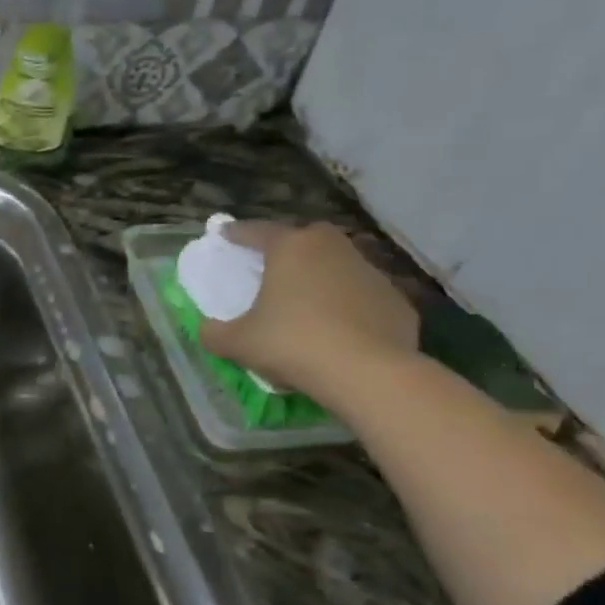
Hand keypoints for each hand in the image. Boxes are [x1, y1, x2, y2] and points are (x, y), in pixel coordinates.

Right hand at [197, 221, 417, 397]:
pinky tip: (340, 332)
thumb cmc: (293, 343)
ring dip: (321, 278)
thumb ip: (214, 333)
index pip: (257, 231)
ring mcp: (370, 272)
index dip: (237, 233)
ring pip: (338, 266)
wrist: (367, 373)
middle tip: (272, 266)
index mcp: (291, 248)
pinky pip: (362, 297)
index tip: (224, 234)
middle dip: (288, 248)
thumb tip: (208, 330)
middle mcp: (333, 248)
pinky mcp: (396, 300)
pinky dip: (349, 307)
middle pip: (305, 238)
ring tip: (307, 304)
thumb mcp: (238, 343)